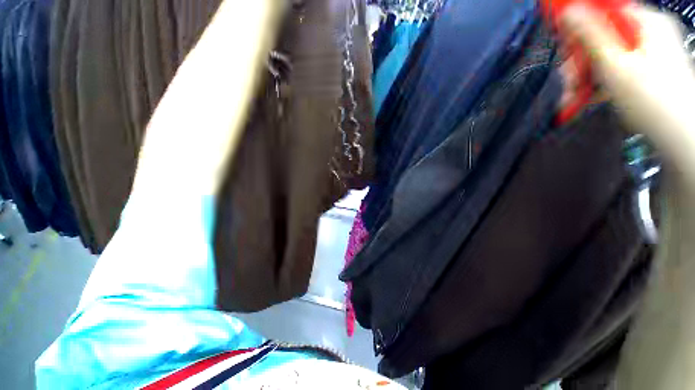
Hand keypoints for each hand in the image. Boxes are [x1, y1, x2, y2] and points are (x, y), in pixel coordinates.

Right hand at [561, 4, 694, 179]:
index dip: (580, 24)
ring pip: (604, 56)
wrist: (680, 136)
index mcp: (645, 23)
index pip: (604, 10)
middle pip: (602, 36)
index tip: (563, 43)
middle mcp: (646, 32)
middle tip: (569, 83)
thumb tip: (568, 11)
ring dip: (584, 77)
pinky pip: (613, 69)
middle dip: (580, 61)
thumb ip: (591, 35)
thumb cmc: (652, 100)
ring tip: (572, 99)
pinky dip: (597, 83)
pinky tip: (586, 98)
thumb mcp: (616, 65)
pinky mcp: (643, 71)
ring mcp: (646, 53)